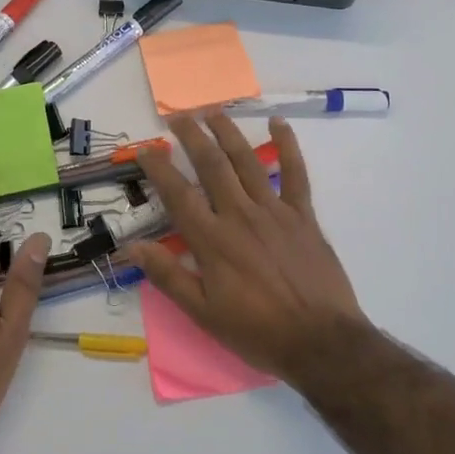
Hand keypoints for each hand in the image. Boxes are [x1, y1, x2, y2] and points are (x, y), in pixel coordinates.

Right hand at [128, 114, 367, 383]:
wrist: (321, 342)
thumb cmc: (257, 332)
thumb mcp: (203, 314)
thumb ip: (168, 276)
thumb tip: (133, 246)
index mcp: (212, 241)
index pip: (178, 194)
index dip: (159, 168)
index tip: (145, 148)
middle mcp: (240, 215)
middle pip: (211, 166)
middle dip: (192, 137)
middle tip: (178, 116)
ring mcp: (274, 211)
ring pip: (247, 161)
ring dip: (228, 133)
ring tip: (213, 111)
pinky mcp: (303, 215)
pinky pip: (295, 173)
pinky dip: (288, 146)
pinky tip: (279, 123)